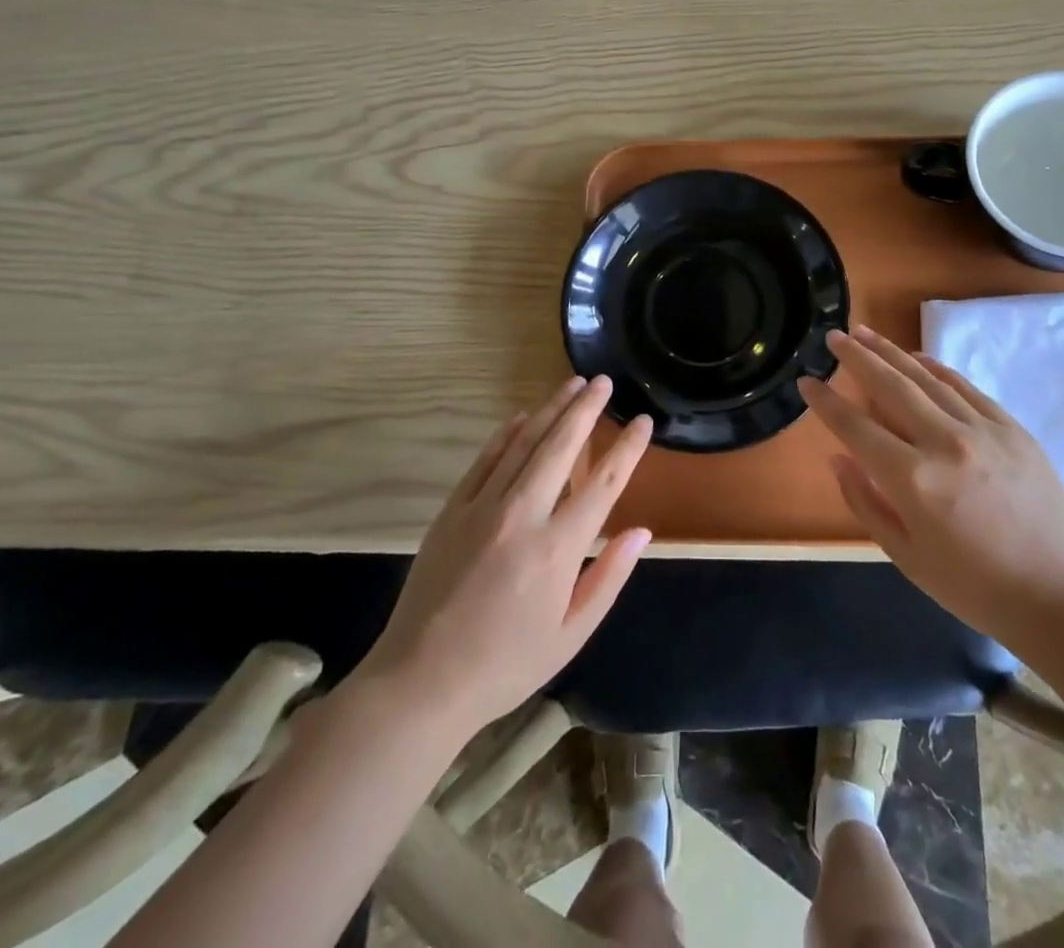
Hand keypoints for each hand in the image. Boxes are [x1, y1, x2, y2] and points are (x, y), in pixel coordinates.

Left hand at [353, 377, 653, 738]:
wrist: (420, 681)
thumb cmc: (506, 665)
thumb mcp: (571, 634)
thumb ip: (609, 577)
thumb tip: (641, 530)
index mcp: (558, 548)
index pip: (603, 483)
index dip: (628, 448)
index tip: (643, 421)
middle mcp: (522, 515)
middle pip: (561, 446)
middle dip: (586, 408)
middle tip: (603, 381)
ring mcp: (482, 507)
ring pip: (523, 443)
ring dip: (550, 409)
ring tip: (572, 385)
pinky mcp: (452, 510)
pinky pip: (485, 460)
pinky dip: (507, 434)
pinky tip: (522, 416)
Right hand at [799, 327, 1063, 650]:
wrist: (1058, 597)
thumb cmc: (973, 587)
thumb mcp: (905, 556)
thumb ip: (865, 502)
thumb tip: (838, 457)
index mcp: (913, 480)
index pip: (856, 427)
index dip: (826, 403)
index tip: (806, 382)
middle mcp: (945, 443)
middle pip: (890, 387)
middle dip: (856, 358)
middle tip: (833, 337)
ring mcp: (983, 430)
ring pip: (926, 379)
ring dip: (891, 354)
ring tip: (865, 334)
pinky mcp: (1012, 429)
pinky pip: (966, 388)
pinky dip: (937, 369)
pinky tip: (917, 357)